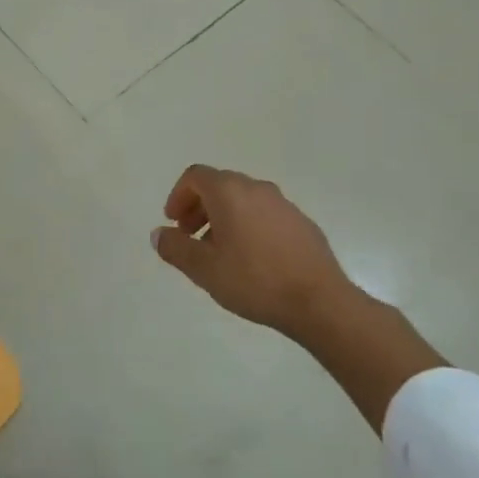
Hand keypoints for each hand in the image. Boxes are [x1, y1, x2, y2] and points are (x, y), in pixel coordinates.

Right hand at [152, 165, 445, 430]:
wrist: (319, 301)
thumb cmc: (254, 280)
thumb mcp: (203, 269)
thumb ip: (175, 248)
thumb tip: (159, 234)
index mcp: (230, 192)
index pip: (196, 176)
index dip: (178, 195)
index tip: (174, 223)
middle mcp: (257, 189)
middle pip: (220, 185)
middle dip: (199, 207)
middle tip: (190, 237)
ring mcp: (284, 205)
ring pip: (244, 200)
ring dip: (224, 218)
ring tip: (219, 253)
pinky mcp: (302, 224)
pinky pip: (265, 215)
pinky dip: (248, 226)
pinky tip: (251, 260)